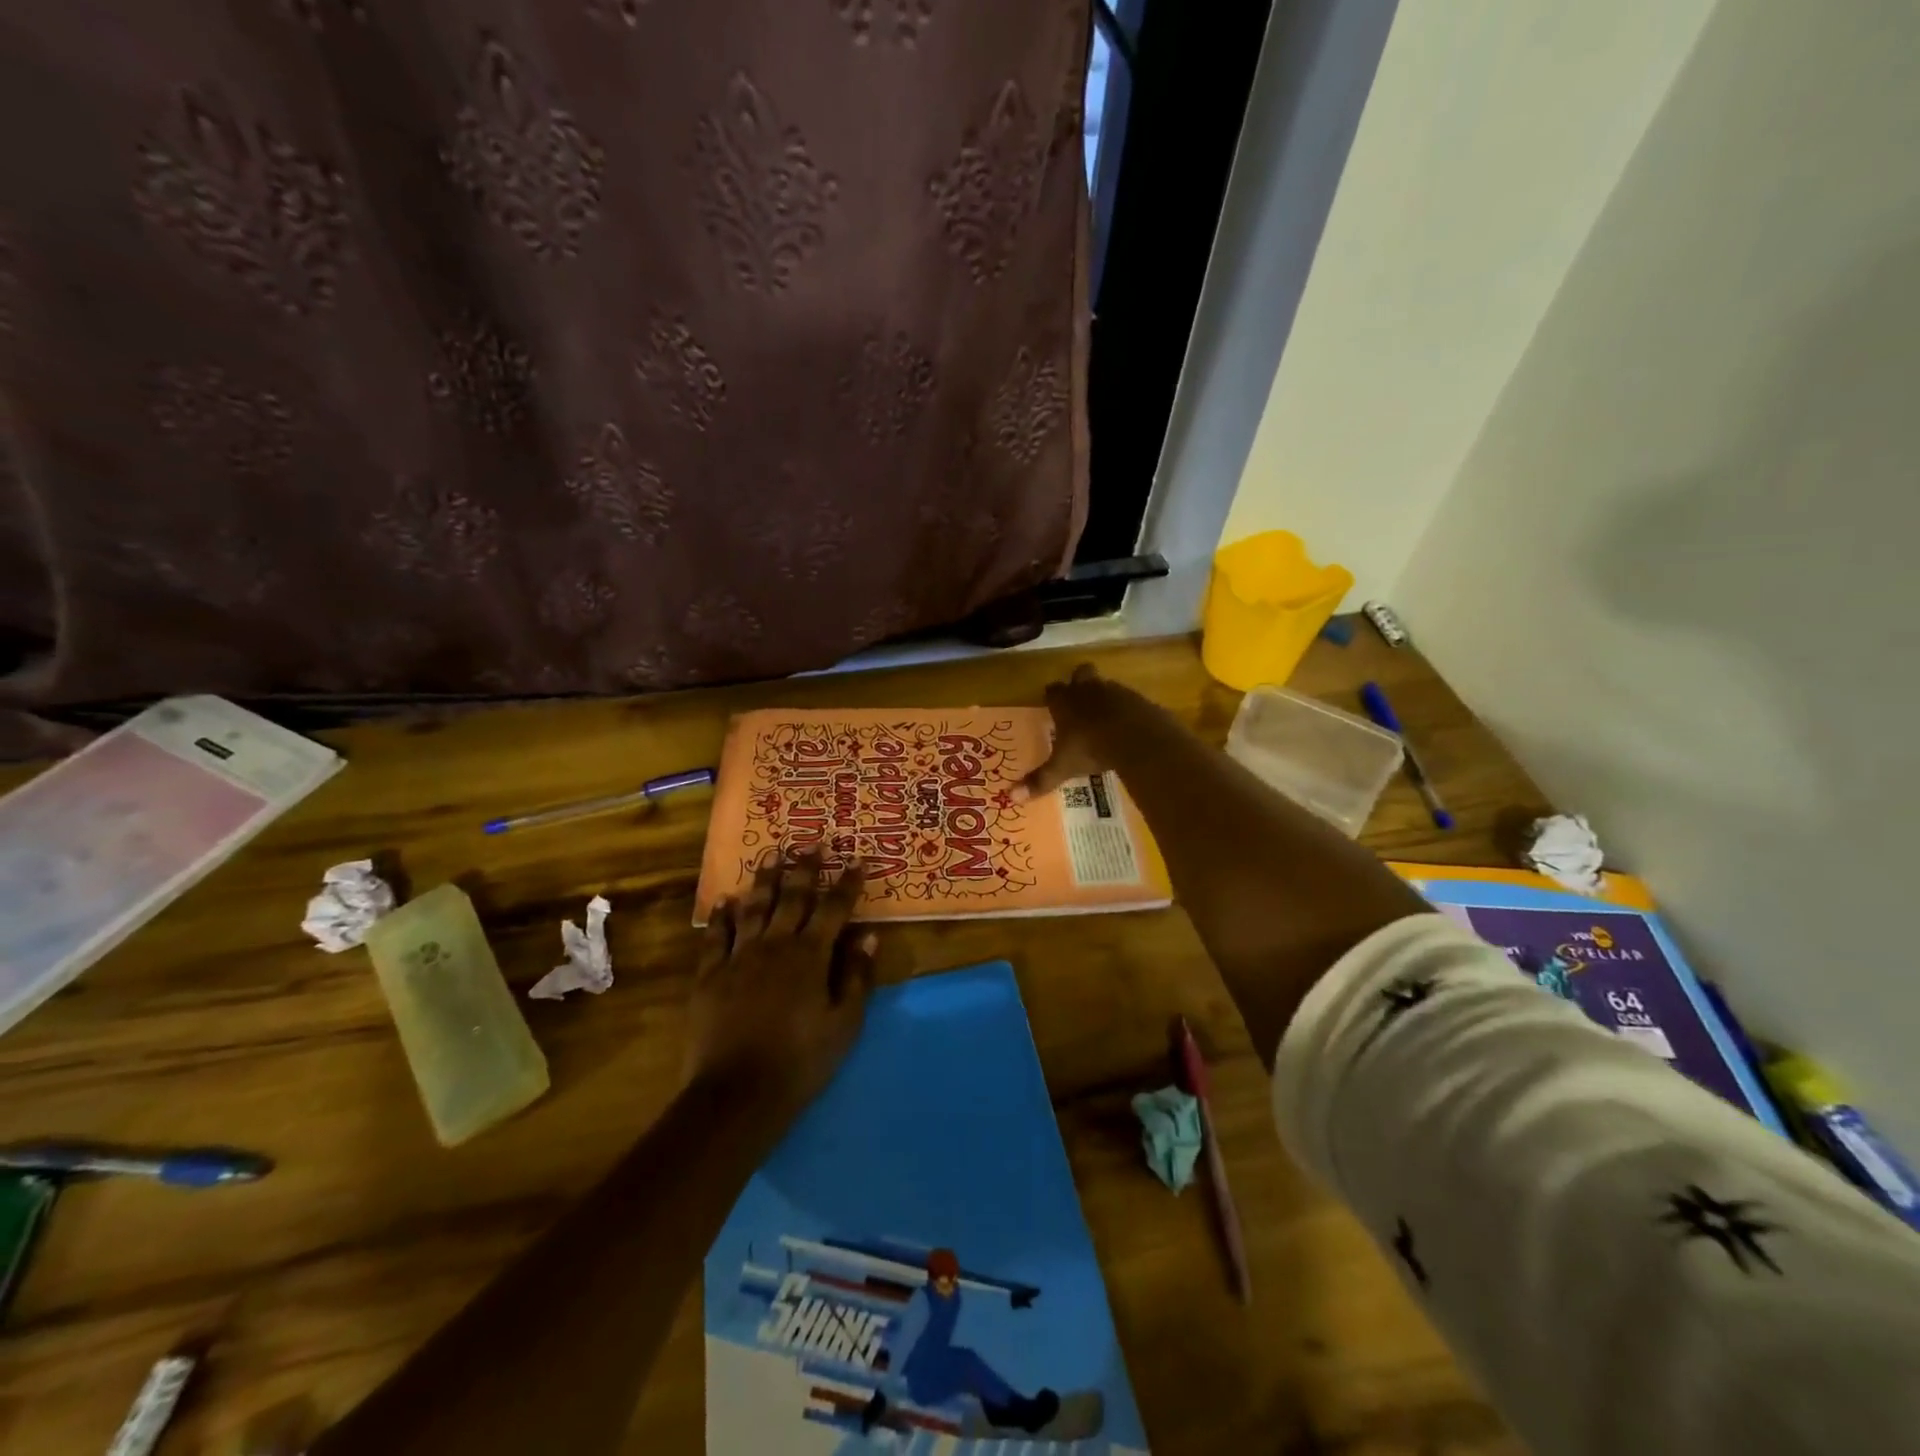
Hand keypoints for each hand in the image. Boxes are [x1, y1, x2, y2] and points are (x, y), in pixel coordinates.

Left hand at [684, 849, 877, 1120]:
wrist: (737, 1094)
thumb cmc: (801, 1061)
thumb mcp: (844, 1024)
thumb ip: (857, 977)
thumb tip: (869, 936)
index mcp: (810, 956)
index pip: (834, 909)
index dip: (847, 883)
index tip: (858, 860)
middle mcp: (775, 945)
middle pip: (792, 898)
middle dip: (805, 868)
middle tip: (812, 842)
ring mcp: (739, 957)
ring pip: (754, 907)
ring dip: (764, 879)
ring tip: (771, 854)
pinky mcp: (710, 975)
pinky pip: (716, 936)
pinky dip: (722, 916)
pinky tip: (725, 900)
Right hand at [1014, 663, 1131, 800]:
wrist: (1137, 738)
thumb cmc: (1091, 748)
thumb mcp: (1063, 767)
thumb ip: (1040, 780)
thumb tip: (1012, 797)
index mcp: (1066, 702)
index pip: (1052, 690)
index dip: (1052, 696)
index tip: (1051, 705)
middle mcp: (1088, 690)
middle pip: (1081, 673)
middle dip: (1079, 682)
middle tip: (1079, 701)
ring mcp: (1116, 691)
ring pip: (1106, 685)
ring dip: (1104, 697)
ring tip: (1104, 719)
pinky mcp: (1139, 699)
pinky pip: (1130, 700)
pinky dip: (1127, 710)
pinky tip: (1128, 727)